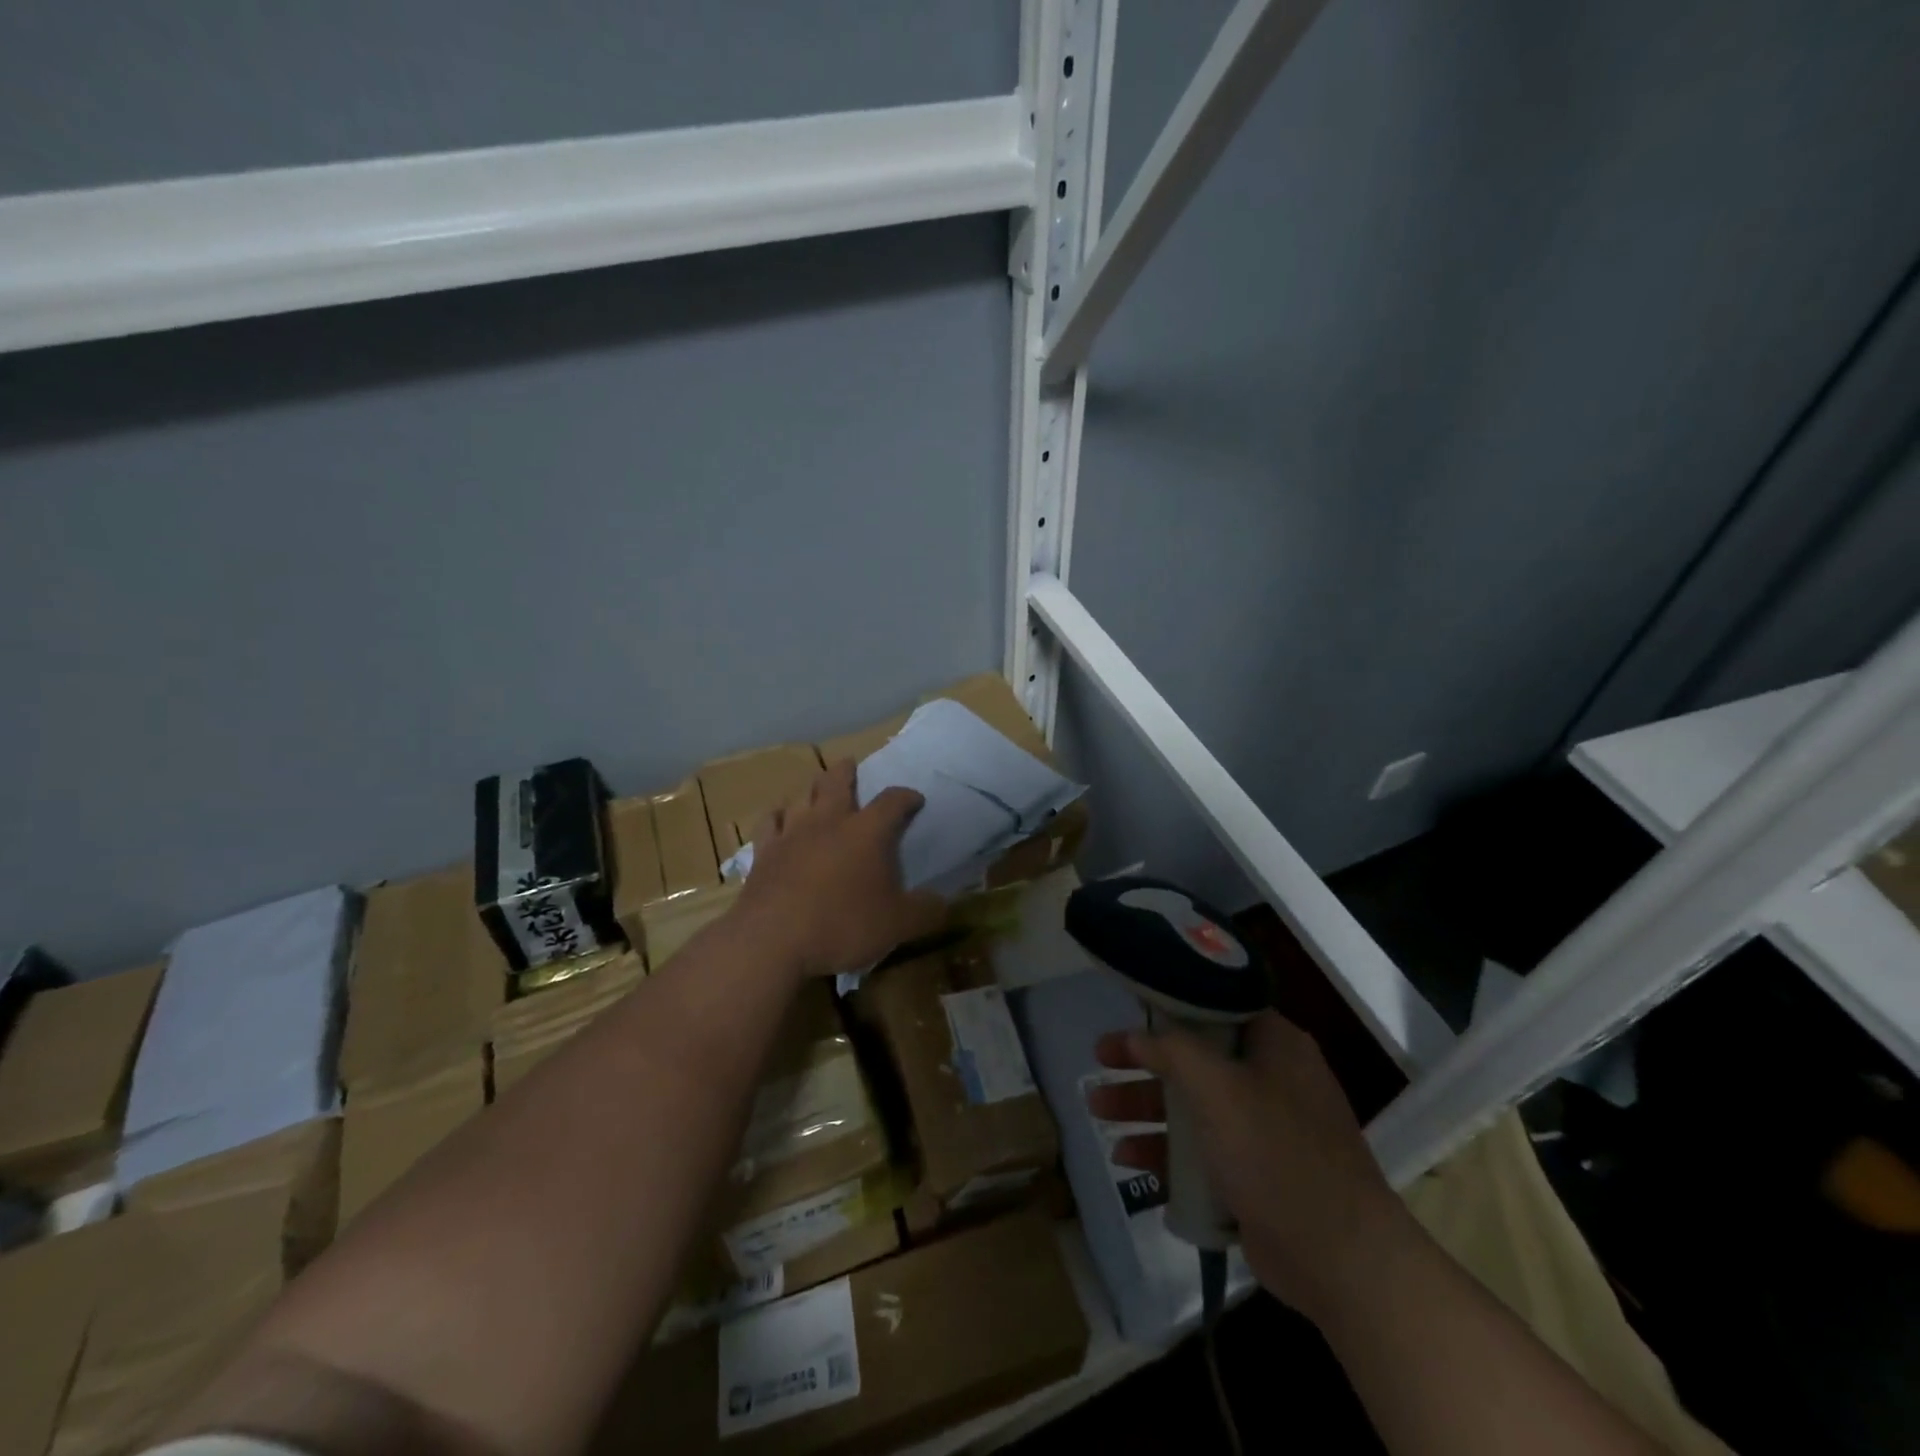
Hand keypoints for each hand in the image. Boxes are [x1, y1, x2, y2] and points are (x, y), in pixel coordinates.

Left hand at [733, 759, 946, 977]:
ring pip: (802, 797)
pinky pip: (769, 823)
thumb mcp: (898, 926)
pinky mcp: (763, 853)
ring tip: (816, 792)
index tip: (915, 800)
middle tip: (851, 766)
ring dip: (811, 791)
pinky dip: (777, 817)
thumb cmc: (843, 926)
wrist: (772, 941)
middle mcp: (829, 822)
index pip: (893, 801)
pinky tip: (778, 820)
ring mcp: (792, 834)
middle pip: (836, 782)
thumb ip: (925, 911)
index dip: (907, 797)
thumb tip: (943, 903)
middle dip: (847, 772)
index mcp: (868, 832)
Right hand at [1086, 1010, 1415, 1325]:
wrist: (1341, 1262)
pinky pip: (1200, 1153)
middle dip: (1143, 1063)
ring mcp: (1263, 1131)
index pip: (1216, 1007)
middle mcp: (1270, 1080)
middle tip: (1099, 1058)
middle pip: (1194, 1058)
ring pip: (1191, 1106)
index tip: (1130, 1009)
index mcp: (1275, 1045)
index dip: (1170, 1006)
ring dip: (1144, 1107)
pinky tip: (1127, 1159)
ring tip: (1096, 1110)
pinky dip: (1165, 1153)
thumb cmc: (1277, 1153)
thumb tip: (1137, 1036)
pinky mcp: (1254, 1176)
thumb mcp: (1219, 1088)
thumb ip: (1173, 1051)